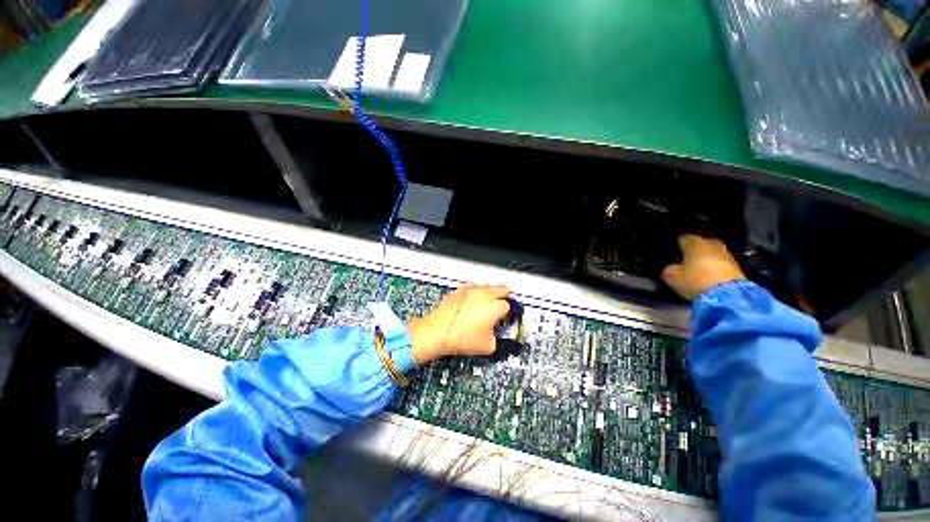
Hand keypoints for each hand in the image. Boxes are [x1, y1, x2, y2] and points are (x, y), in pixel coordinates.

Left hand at [407, 283, 510, 363]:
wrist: (437, 332)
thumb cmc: (460, 337)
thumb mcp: (488, 346)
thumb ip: (500, 340)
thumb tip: (499, 338)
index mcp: (496, 306)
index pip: (510, 305)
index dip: (509, 314)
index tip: (506, 319)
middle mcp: (485, 294)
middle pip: (502, 289)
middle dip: (505, 298)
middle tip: (501, 309)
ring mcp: (471, 290)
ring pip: (487, 286)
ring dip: (491, 294)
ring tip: (486, 306)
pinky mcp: (459, 290)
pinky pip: (472, 287)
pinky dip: (475, 293)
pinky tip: (471, 302)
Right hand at [662, 234, 744, 300]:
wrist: (729, 296)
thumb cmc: (695, 281)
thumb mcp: (672, 276)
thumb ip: (669, 269)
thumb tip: (672, 267)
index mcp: (694, 242)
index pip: (682, 236)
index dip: (676, 243)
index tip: (672, 251)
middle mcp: (711, 242)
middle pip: (699, 242)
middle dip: (693, 248)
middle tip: (684, 258)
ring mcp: (726, 253)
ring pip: (711, 251)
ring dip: (705, 257)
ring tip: (697, 266)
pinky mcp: (737, 265)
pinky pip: (720, 261)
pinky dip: (714, 265)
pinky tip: (708, 273)